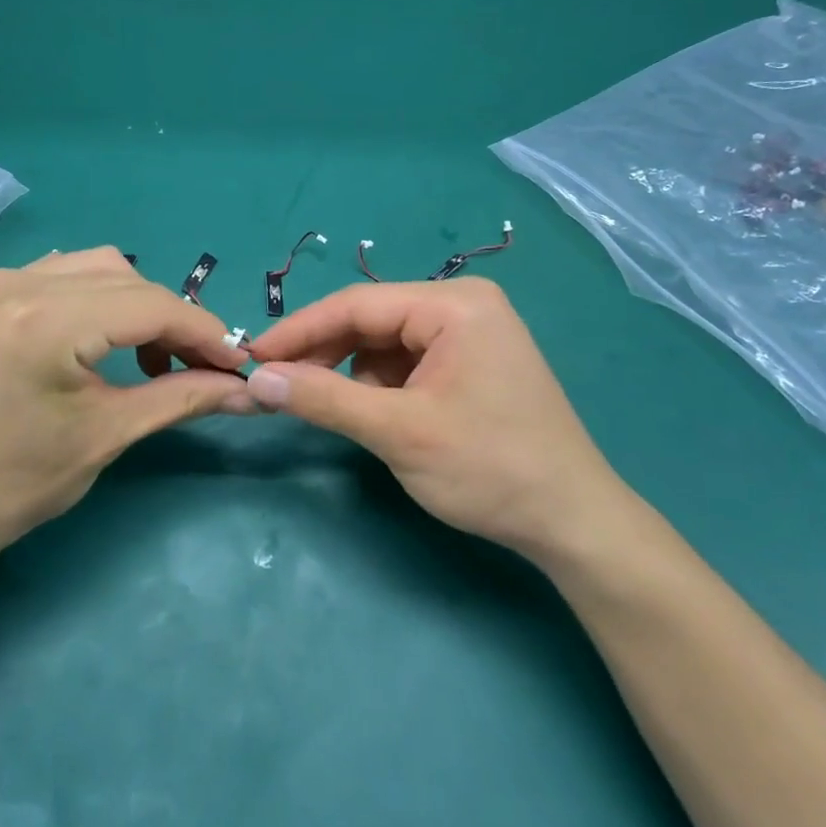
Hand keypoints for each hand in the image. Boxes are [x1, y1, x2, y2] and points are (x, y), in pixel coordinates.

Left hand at [0, 247, 248, 569]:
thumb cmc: (16, 485)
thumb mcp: (108, 435)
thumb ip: (183, 397)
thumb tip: (250, 390)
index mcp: (44, 321)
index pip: (150, 306)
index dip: (203, 332)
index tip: (238, 363)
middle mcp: (18, 283)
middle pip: (129, 281)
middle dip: (174, 321)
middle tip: (201, 368)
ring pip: (100, 269)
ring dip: (138, 305)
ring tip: (153, 358)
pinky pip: (65, 273)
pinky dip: (100, 298)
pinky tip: (106, 339)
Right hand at [242, 278, 625, 561]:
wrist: (572, 522)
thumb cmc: (489, 468)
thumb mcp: (398, 432)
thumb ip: (324, 399)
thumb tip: (258, 379)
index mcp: (453, 304)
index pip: (356, 304)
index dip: (299, 330)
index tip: (253, 357)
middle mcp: (463, 305)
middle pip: (371, 320)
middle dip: (327, 355)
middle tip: (280, 388)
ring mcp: (471, 333)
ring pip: (385, 344)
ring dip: (355, 376)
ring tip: (339, 413)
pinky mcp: (472, 362)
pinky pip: (408, 362)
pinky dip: (382, 387)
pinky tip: (379, 417)